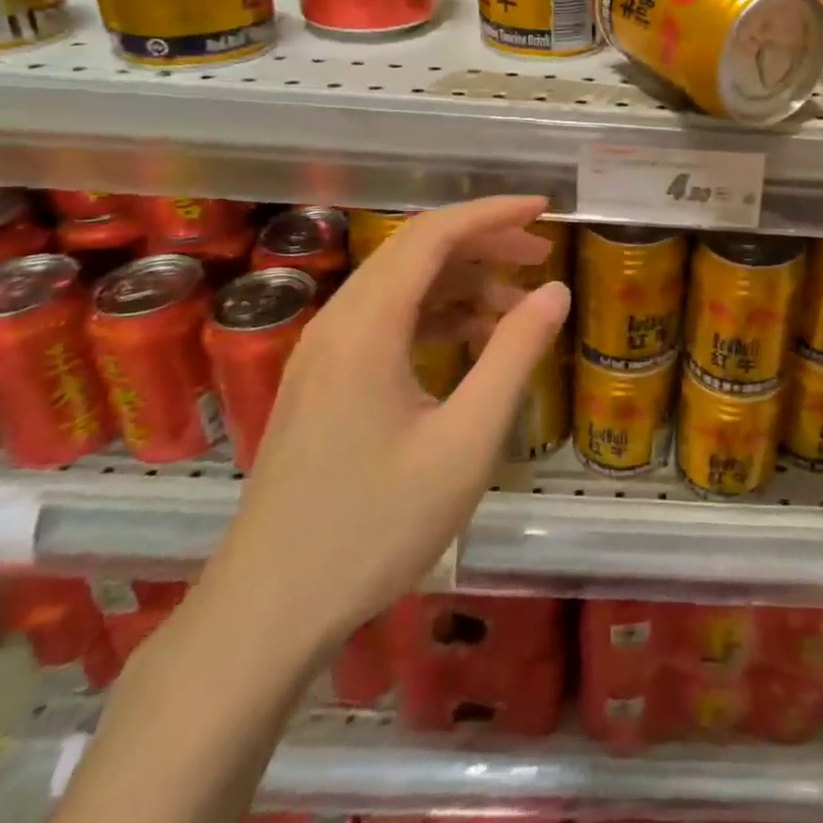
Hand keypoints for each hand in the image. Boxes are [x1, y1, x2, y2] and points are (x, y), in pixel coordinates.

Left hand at [197, 196, 569, 653]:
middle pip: (415, 251)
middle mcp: (338, 323)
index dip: (492, 213)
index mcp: (367, 326)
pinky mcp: (321, 381)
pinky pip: (385, 320)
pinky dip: (435, 314)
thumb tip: (555, 291)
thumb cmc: (375, 526)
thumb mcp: (466, 441)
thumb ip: (514, 355)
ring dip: (461, 281)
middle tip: (541, 257)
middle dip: (483, 243)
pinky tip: (471, 341)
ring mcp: (322, 353)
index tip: (544, 210)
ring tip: (518, 305)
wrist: (267, 613)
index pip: (434, 235)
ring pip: (401, 285)